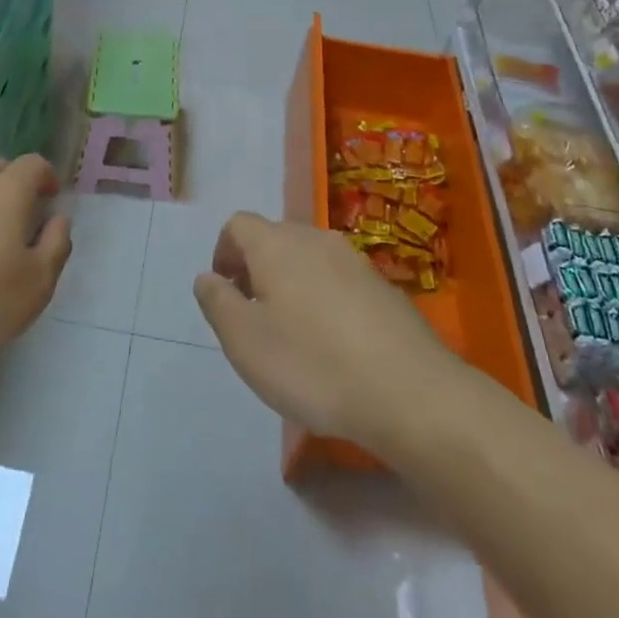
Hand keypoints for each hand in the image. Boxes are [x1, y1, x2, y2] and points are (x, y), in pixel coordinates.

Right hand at [193, 212, 459, 453]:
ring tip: (294, 336)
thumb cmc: (313, 365)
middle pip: (274, 238)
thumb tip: (208, 277)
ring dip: (292, 285)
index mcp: (276, 244)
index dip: (223, 254)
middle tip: (255, 319)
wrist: (411, 393)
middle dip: (257, 269)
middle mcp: (315, 239)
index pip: (237, 224)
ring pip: (309, 259)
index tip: (227, 296)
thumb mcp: (245, 342)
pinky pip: (340, 282)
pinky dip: (326, 301)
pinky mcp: (385, 288)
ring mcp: (355, 261)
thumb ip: (218, 303)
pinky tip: (335, 347)